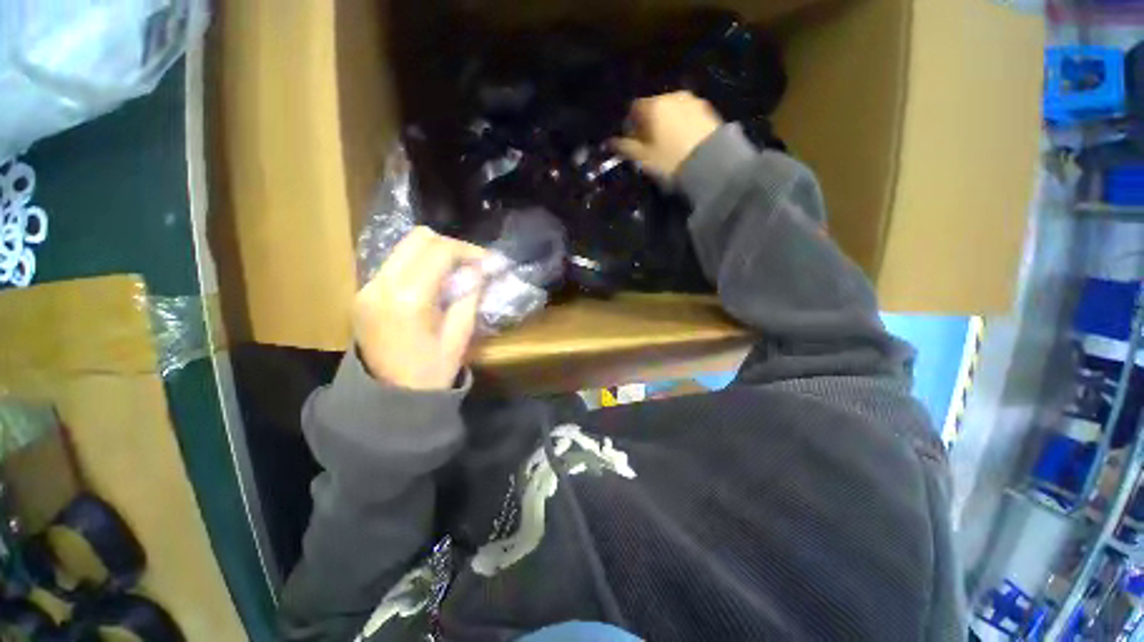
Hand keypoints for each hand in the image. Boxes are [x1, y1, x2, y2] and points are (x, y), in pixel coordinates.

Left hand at [354, 227, 485, 389]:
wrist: (387, 400)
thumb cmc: (430, 373)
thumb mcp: (460, 336)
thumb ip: (469, 296)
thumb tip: (480, 269)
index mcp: (408, 299)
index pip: (439, 251)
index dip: (468, 251)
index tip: (488, 261)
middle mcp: (381, 285)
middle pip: (417, 238)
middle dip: (451, 246)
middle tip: (472, 264)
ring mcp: (367, 287)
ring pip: (404, 248)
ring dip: (434, 253)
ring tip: (456, 272)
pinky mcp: (363, 293)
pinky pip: (395, 264)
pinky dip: (419, 264)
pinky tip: (434, 283)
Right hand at [611, 91, 723, 179]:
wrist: (711, 163)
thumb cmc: (670, 161)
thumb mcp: (643, 158)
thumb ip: (625, 147)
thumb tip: (610, 142)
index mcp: (654, 106)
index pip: (634, 108)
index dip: (630, 125)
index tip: (632, 142)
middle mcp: (672, 96)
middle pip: (654, 107)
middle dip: (649, 123)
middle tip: (650, 145)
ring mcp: (692, 101)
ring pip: (671, 110)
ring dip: (666, 123)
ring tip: (668, 144)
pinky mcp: (707, 110)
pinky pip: (687, 114)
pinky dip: (681, 124)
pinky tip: (683, 141)